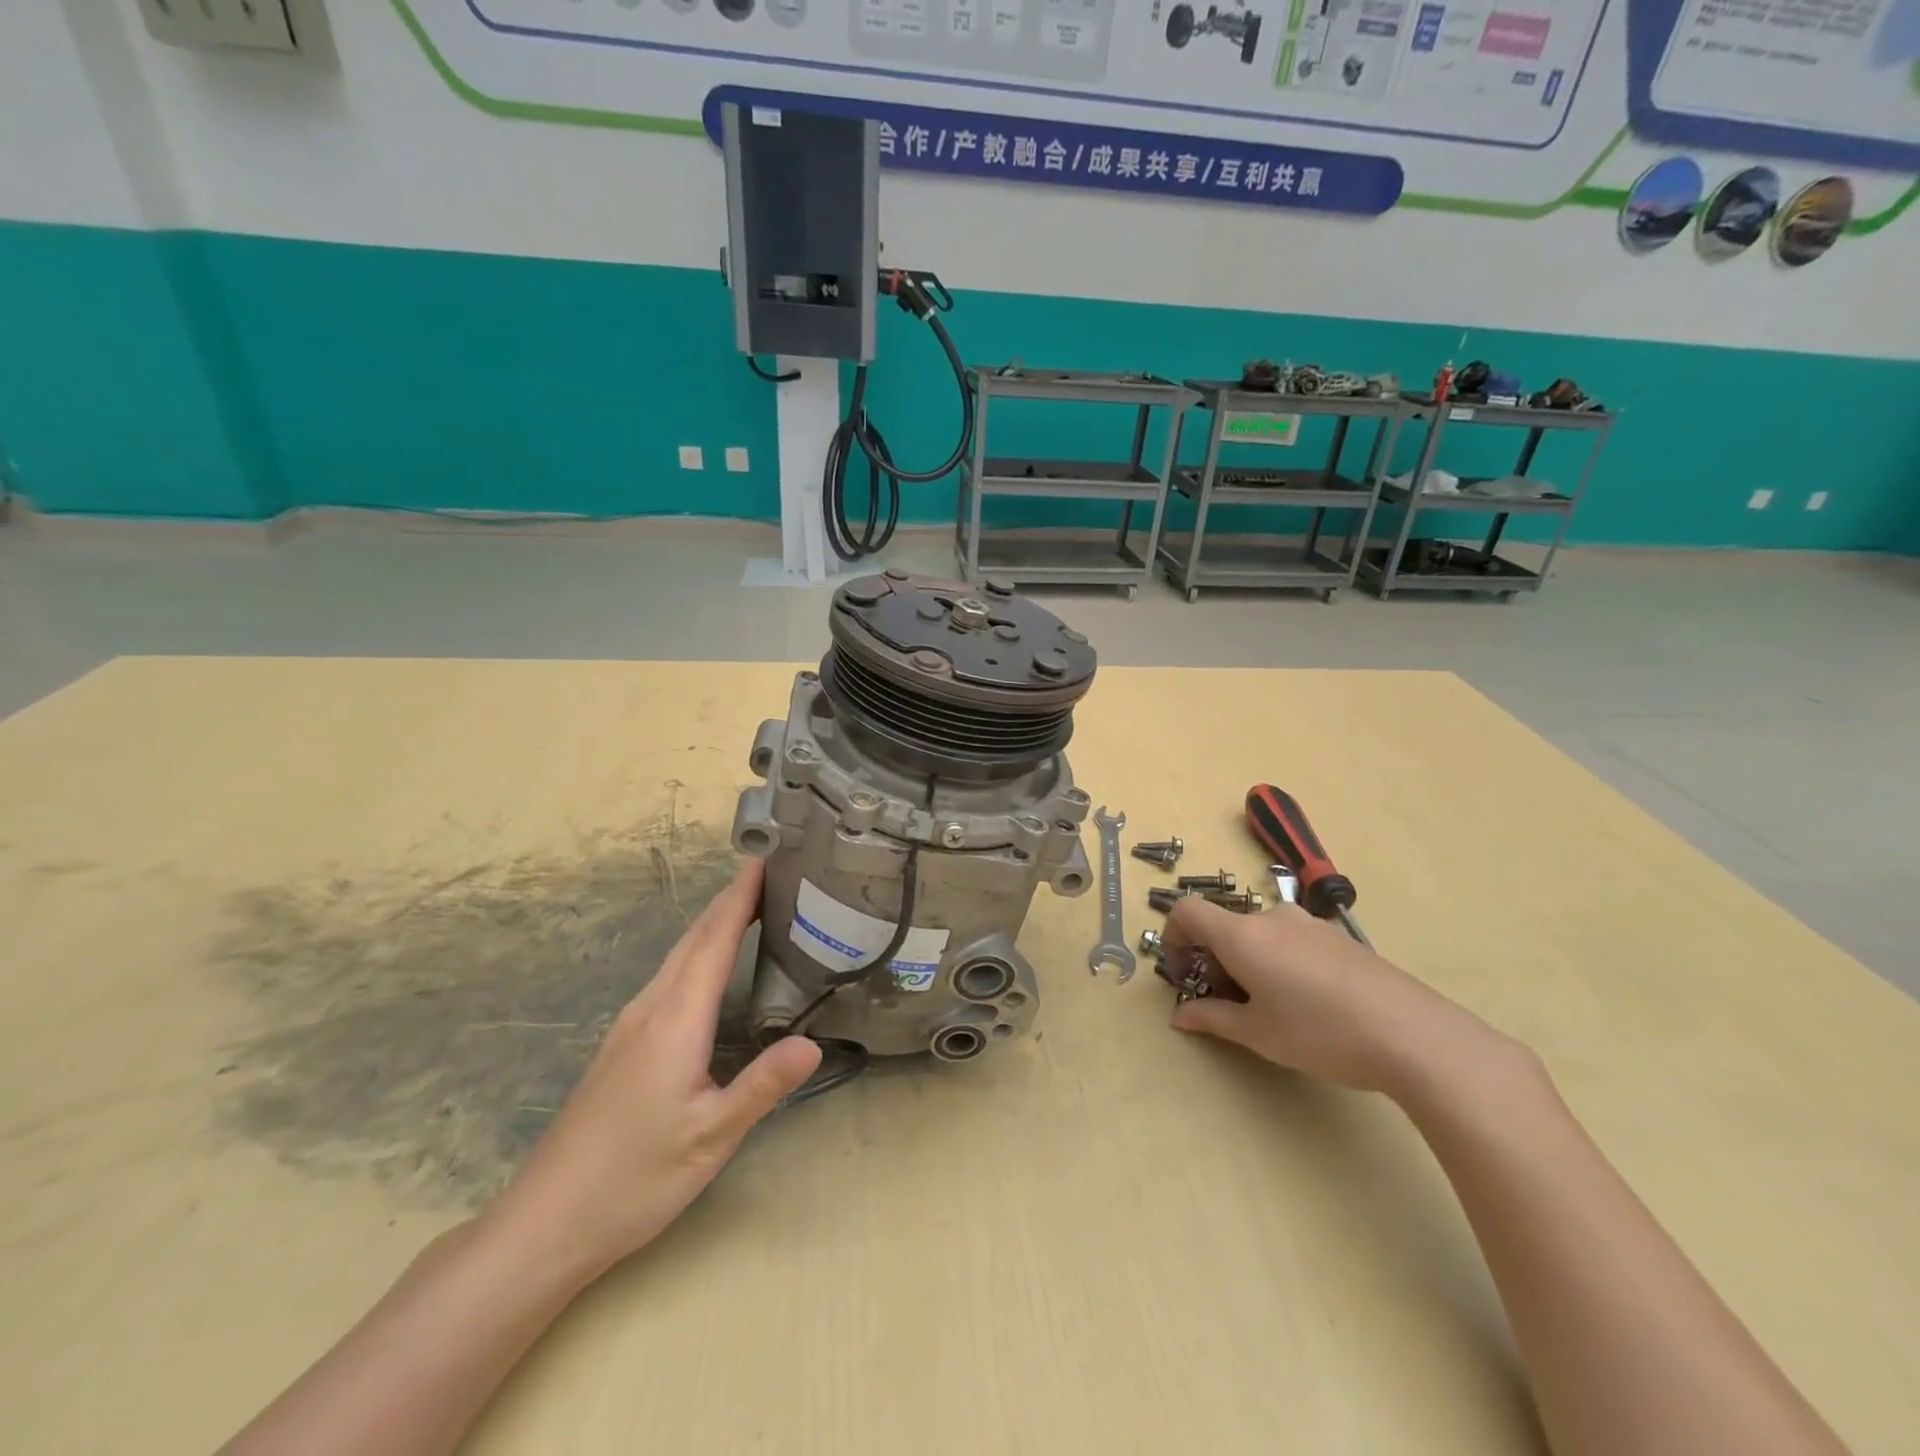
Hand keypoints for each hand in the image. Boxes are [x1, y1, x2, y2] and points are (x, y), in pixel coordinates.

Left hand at [489, 859, 821, 1280]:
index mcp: (676, 1020)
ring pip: (677, 957)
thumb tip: (814, 1042)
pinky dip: (696, 952)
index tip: (763, 858)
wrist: (546, 1221)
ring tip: (747, 906)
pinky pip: (668, 978)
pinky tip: (708, 967)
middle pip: (693, 939)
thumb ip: (762, 1085)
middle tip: (767, 872)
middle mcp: (650, 1009)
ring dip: (712, 924)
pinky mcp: (622, 1045)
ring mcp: (630, 1026)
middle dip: (728, 901)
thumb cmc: (634, 1178)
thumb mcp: (711, 1136)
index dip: (739, 898)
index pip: (714, 941)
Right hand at [1162, 896, 1496, 1095]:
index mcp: (1242, 935)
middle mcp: (1271, 919)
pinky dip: (1278, 962)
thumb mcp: (1258, 1033)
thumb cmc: (1320, 1032)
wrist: (1412, 1033)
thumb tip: (1180, 1015)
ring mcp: (1309, 925)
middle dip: (1213, 960)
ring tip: (1268, 1008)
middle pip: (1225, 926)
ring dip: (1247, 962)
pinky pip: (1290, 941)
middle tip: (1226, 1003)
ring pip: (1259, 935)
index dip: (1172, 936)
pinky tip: (1306, 1004)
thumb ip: (1213, 1018)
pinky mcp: (1338, 939)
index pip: (1188, 911)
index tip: (1180, 972)